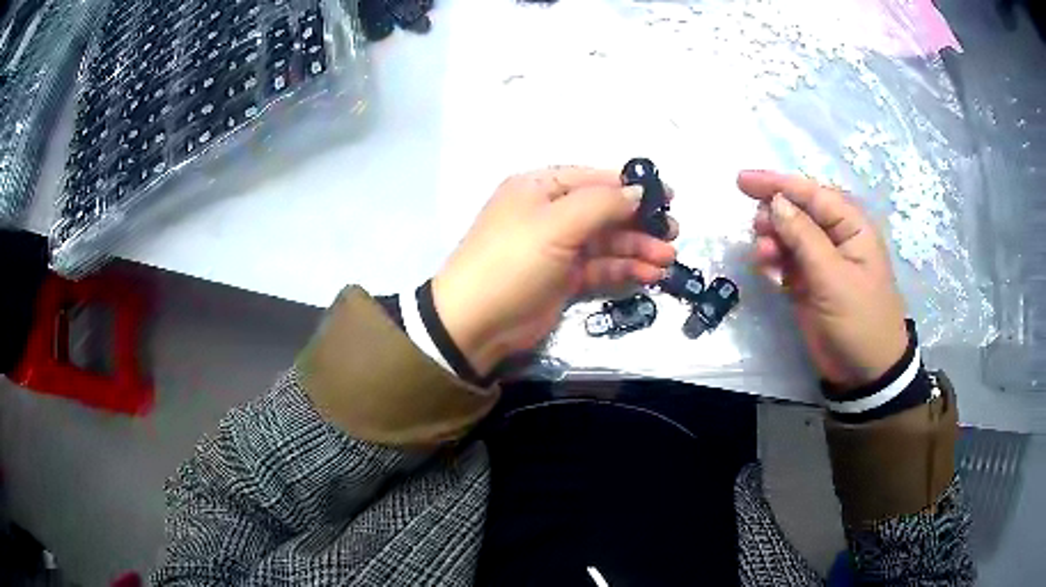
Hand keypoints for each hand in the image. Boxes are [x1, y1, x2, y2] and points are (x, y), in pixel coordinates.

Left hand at [433, 166, 677, 376]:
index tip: (668, 196)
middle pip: (604, 211)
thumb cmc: (512, 262)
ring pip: (606, 241)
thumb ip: (601, 205)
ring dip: (638, 248)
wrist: (476, 323)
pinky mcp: (564, 277)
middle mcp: (549, 212)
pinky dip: (625, 268)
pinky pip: (601, 266)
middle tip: (673, 233)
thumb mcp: (556, 225)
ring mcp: (558, 247)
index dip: (631, 186)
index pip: (593, 179)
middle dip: (639, 222)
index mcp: (540, 188)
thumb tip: (638, 191)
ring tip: (667, 259)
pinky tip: (650, 274)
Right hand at [737, 170, 907, 391]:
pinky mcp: (808, 283)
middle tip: (757, 229)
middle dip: (774, 214)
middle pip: (797, 211)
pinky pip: (784, 261)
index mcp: (852, 226)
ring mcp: (821, 261)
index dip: (778, 184)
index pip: (812, 194)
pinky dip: (772, 262)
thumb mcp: (834, 277)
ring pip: (787, 235)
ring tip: (763, 256)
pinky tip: (767, 271)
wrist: (864, 372)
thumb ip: (804, 237)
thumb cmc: (859, 320)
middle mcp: (836, 237)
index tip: (742, 180)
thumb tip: (776, 202)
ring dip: (771, 240)